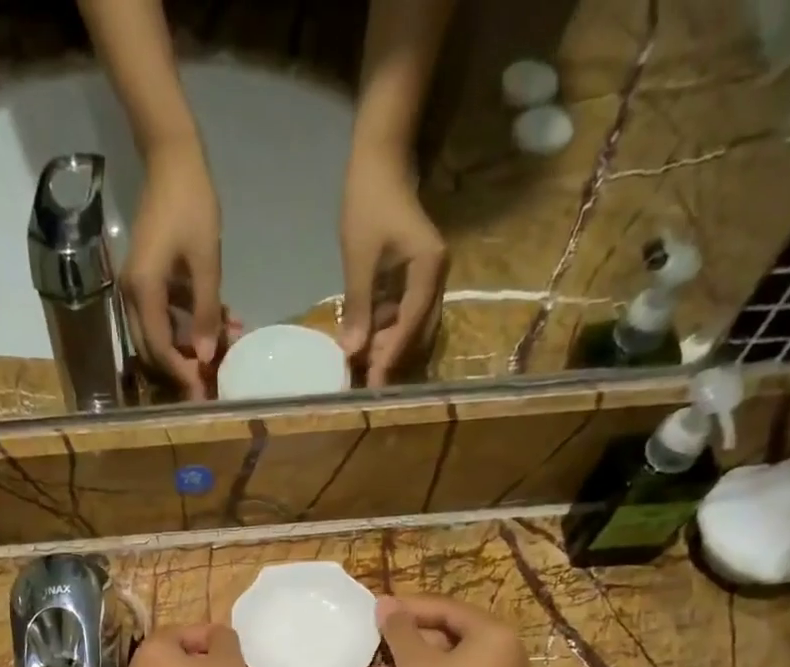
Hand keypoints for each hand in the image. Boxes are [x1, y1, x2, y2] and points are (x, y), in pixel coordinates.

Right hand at [123, 137, 225, 400]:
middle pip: (153, 349)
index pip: (159, 348)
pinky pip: (164, 314)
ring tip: (227, 344)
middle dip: (182, 368)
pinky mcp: (146, 280)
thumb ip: (206, 312)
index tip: (204, 389)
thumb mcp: (207, 262)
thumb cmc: (191, 205)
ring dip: (189, 345)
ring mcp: (137, 288)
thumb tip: (207, 356)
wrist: (172, 160)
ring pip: (159, 334)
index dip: (181, 373)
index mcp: (144, 291)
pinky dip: (188, 323)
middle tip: (212, 381)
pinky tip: (221, 320)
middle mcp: (132, 295)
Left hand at [339, 139, 446, 387]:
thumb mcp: (358, 257)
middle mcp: (437, 277)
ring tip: (362, 366)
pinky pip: (405, 313)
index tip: (374, 382)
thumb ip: (358, 306)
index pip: (411, 322)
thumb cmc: (368, 202)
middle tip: (365, 380)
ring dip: (389, 346)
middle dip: (392, 356)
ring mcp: (429, 278)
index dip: (391, 354)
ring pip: (412, 325)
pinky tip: (367, 342)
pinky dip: (387, 330)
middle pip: (417, 330)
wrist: (379, 160)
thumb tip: (352, 352)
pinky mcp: (416, 278)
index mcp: (429, 268)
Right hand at [367, 596, 524, 666]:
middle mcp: (502, 653)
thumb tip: (385, 603)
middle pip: (444, 638)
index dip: (409, 609)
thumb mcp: (414, 663)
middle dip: (403, 649)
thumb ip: (399, 629)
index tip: (378, 612)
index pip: (446, 609)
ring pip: (442, 666)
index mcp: (493, 634)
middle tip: (374, 653)